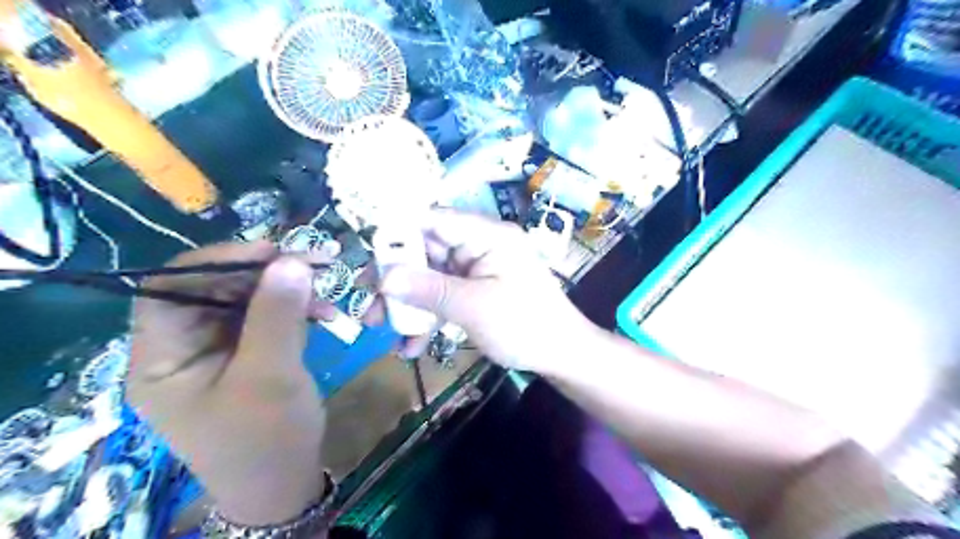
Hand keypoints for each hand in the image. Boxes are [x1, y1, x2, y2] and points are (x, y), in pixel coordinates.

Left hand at [126, 243, 336, 523]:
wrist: (285, 481)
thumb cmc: (266, 438)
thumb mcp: (270, 377)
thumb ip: (277, 316)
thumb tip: (292, 260)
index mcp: (162, 357)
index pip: (169, 288)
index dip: (217, 262)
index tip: (272, 250)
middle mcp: (183, 346)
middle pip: (213, 288)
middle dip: (264, 272)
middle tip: (314, 262)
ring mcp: (218, 348)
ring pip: (246, 298)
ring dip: (286, 289)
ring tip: (327, 287)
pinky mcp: (248, 352)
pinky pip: (267, 315)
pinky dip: (296, 308)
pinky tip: (324, 310)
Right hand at [380, 210, 592, 375]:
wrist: (562, 356)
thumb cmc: (524, 325)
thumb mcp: (473, 307)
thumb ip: (427, 289)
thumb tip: (383, 278)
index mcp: (487, 236)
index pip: (435, 220)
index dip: (399, 232)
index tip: (369, 255)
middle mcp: (481, 246)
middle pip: (428, 251)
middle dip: (397, 278)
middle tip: (368, 299)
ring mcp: (478, 270)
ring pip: (432, 278)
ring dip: (408, 302)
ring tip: (379, 327)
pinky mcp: (477, 292)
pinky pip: (445, 297)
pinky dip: (428, 317)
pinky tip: (412, 345)